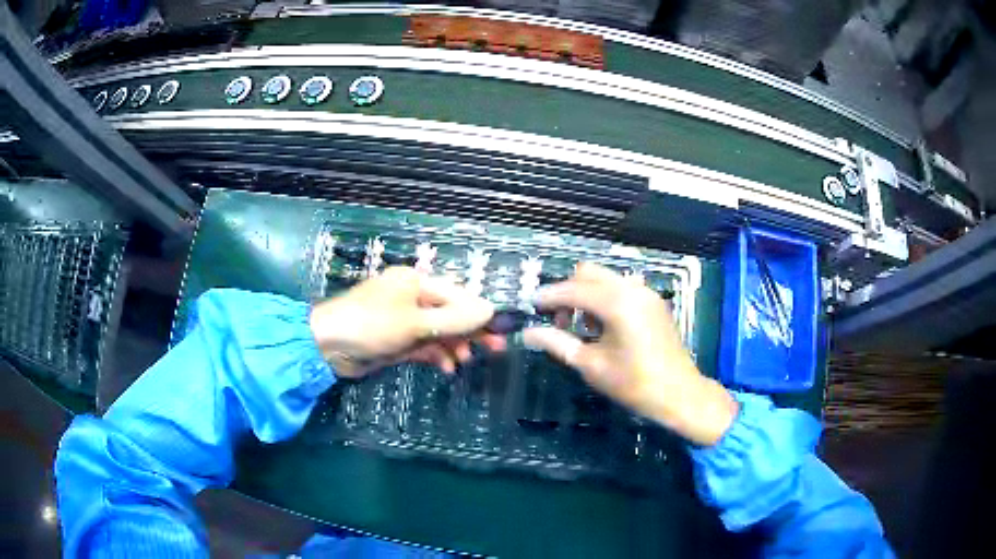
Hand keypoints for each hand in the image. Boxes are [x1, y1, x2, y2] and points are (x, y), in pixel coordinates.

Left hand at [309, 267, 505, 377]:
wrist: (328, 347)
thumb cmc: (371, 325)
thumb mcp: (415, 322)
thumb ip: (453, 319)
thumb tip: (489, 309)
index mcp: (416, 282)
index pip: (457, 295)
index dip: (479, 312)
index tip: (501, 329)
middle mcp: (412, 298)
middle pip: (450, 313)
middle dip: (471, 331)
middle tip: (496, 349)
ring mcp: (404, 321)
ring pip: (439, 332)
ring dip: (454, 346)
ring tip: (464, 362)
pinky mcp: (397, 341)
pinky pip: (425, 346)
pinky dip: (436, 355)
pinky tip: (446, 368)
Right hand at [523, 263, 737, 445]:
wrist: (678, 394)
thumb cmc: (633, 383)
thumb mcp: (590, 365)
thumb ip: (557, 343)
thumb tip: (527, 334)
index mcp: (617, 303)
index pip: (573, 289)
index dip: (549, 297)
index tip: (530, 306)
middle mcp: (632, 289)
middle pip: (589, 273)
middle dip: (568, 291)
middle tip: (558, 321)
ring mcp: (646, 293)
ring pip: (605, 279)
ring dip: (586, 294)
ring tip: (580, 327)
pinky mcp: (653, 301)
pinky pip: (621, 288)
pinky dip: (604, 298)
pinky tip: (602, 326)